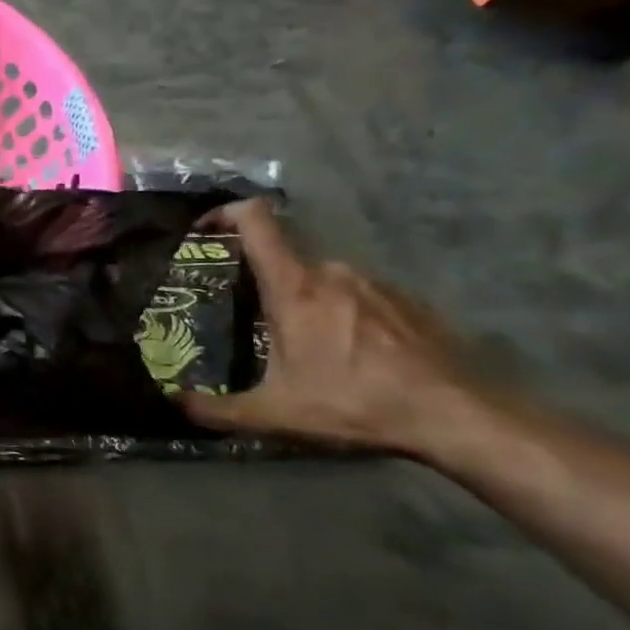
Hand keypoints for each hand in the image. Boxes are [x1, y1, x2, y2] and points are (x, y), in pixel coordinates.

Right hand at [179, 199, 487, 454]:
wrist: (458, 417)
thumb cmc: (355, 404)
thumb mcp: (274, 414)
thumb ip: (216, 409)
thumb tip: (172, 404)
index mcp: (294, 286)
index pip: (256, 220)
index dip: (226, 212)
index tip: (205, 230)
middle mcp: (332, 271)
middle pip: (285, 257)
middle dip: (263, 282)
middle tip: (253, 318)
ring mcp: (375, 283)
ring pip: (322, 279)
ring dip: (306, 301)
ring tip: (305, 345)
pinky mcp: (408, 300)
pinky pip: (359, 295)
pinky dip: (343, 314)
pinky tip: (351, 354)